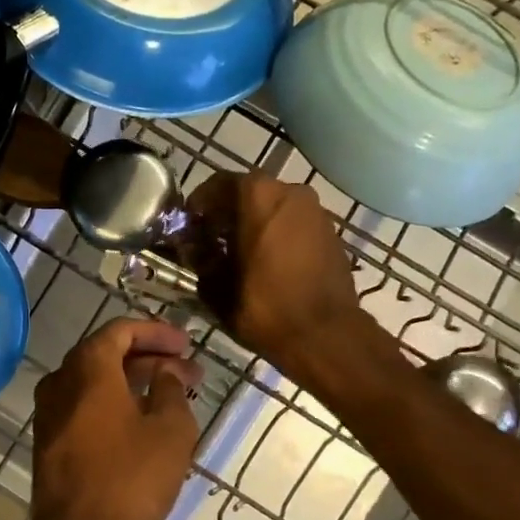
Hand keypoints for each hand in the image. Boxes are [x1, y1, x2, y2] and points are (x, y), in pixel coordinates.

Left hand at [17, 318, 201, 519]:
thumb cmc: (129, 479)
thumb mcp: (170, 430)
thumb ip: (171, 388)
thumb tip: (166, 370)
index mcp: (87, 368)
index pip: (120, 330)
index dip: (156, 332)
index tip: (186, 343)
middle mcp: (60, 381)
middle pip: (106, 354)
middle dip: (149, 358)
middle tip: (187, 370)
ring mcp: (49, 412)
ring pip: (94, 381)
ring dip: (133, 381)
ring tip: (172, 394)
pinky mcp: (48, 440)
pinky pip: (84, 405)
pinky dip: (113, 402)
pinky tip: (142, 420)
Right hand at [188, 172, 385, 380]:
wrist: (324, 335)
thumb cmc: (263, 306)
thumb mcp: (215, 285)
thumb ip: (199, 257)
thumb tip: (194, 247)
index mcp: (258, 195)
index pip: (218, 184)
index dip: (198, 205)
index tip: (188, 228)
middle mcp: (290, 191)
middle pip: (248, 193)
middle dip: (226, 215)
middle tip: (210, 243)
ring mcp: (316, 211)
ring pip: (273, 208)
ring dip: (253, 224)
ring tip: (238, 256)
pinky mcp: (331, 232)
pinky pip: (294, 224)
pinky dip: (276, 235)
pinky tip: (267, 264)